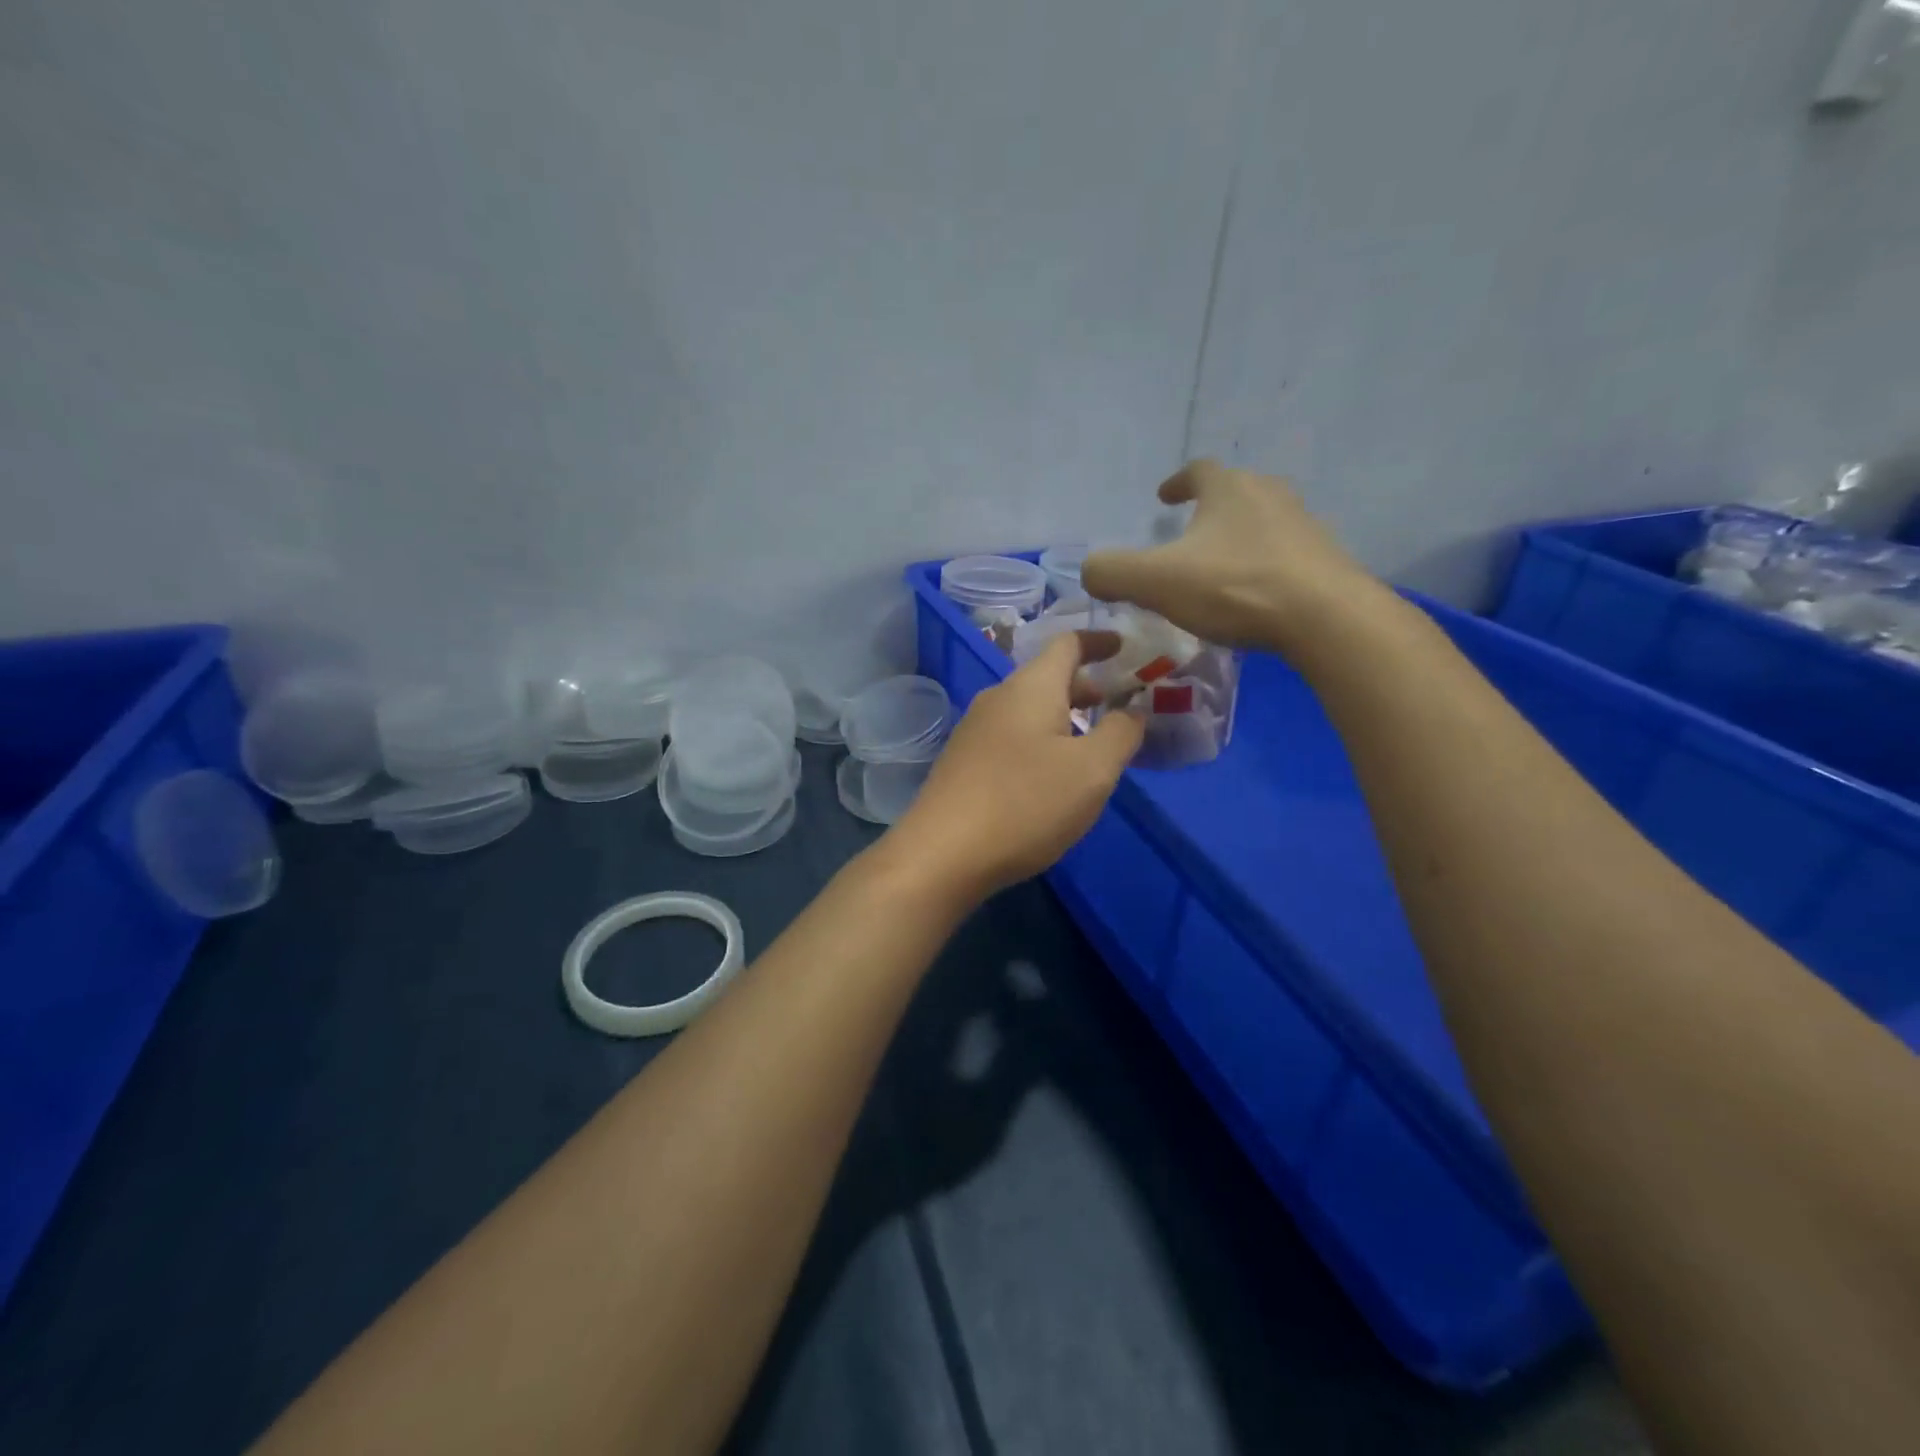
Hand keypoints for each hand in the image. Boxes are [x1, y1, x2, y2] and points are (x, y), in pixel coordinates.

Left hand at [884, 632, 1145, 898]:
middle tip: (1120, 705)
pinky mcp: (964, 763)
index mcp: (1031, 687)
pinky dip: (1041, 741)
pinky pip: (1012, 737)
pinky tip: (1052, 775)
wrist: (942, 854)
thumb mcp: (1092, 770)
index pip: (1068, 644)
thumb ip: (1121, 732)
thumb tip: (1133, 708)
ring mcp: (975, 731)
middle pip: (1048, 677)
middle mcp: (998, 698)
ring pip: (1029, 710)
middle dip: (1087, 687)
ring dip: (1064, 717)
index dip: (1099, 641)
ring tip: (1093, 743)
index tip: (1125, 647)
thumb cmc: (1025, 803)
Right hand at [1079, 461, 1381, 653]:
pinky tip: (1252, 596)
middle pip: (1235, 492)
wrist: (1324, 617)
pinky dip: (1262, 566)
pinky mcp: (1324, 560)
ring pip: (1262, 523)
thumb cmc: (1233, 587)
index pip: (1198, 470)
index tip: (1164, 497)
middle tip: (1188, 534)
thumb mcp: (1154, 581)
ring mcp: (1303, 526)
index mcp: (1228, 489)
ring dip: (1237, 538)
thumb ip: (1111, 572)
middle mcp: (1269, 495)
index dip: (1177, 482)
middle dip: (1209, 509)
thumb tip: (1090, 572)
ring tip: (1218, 568)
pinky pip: (1283, 555)